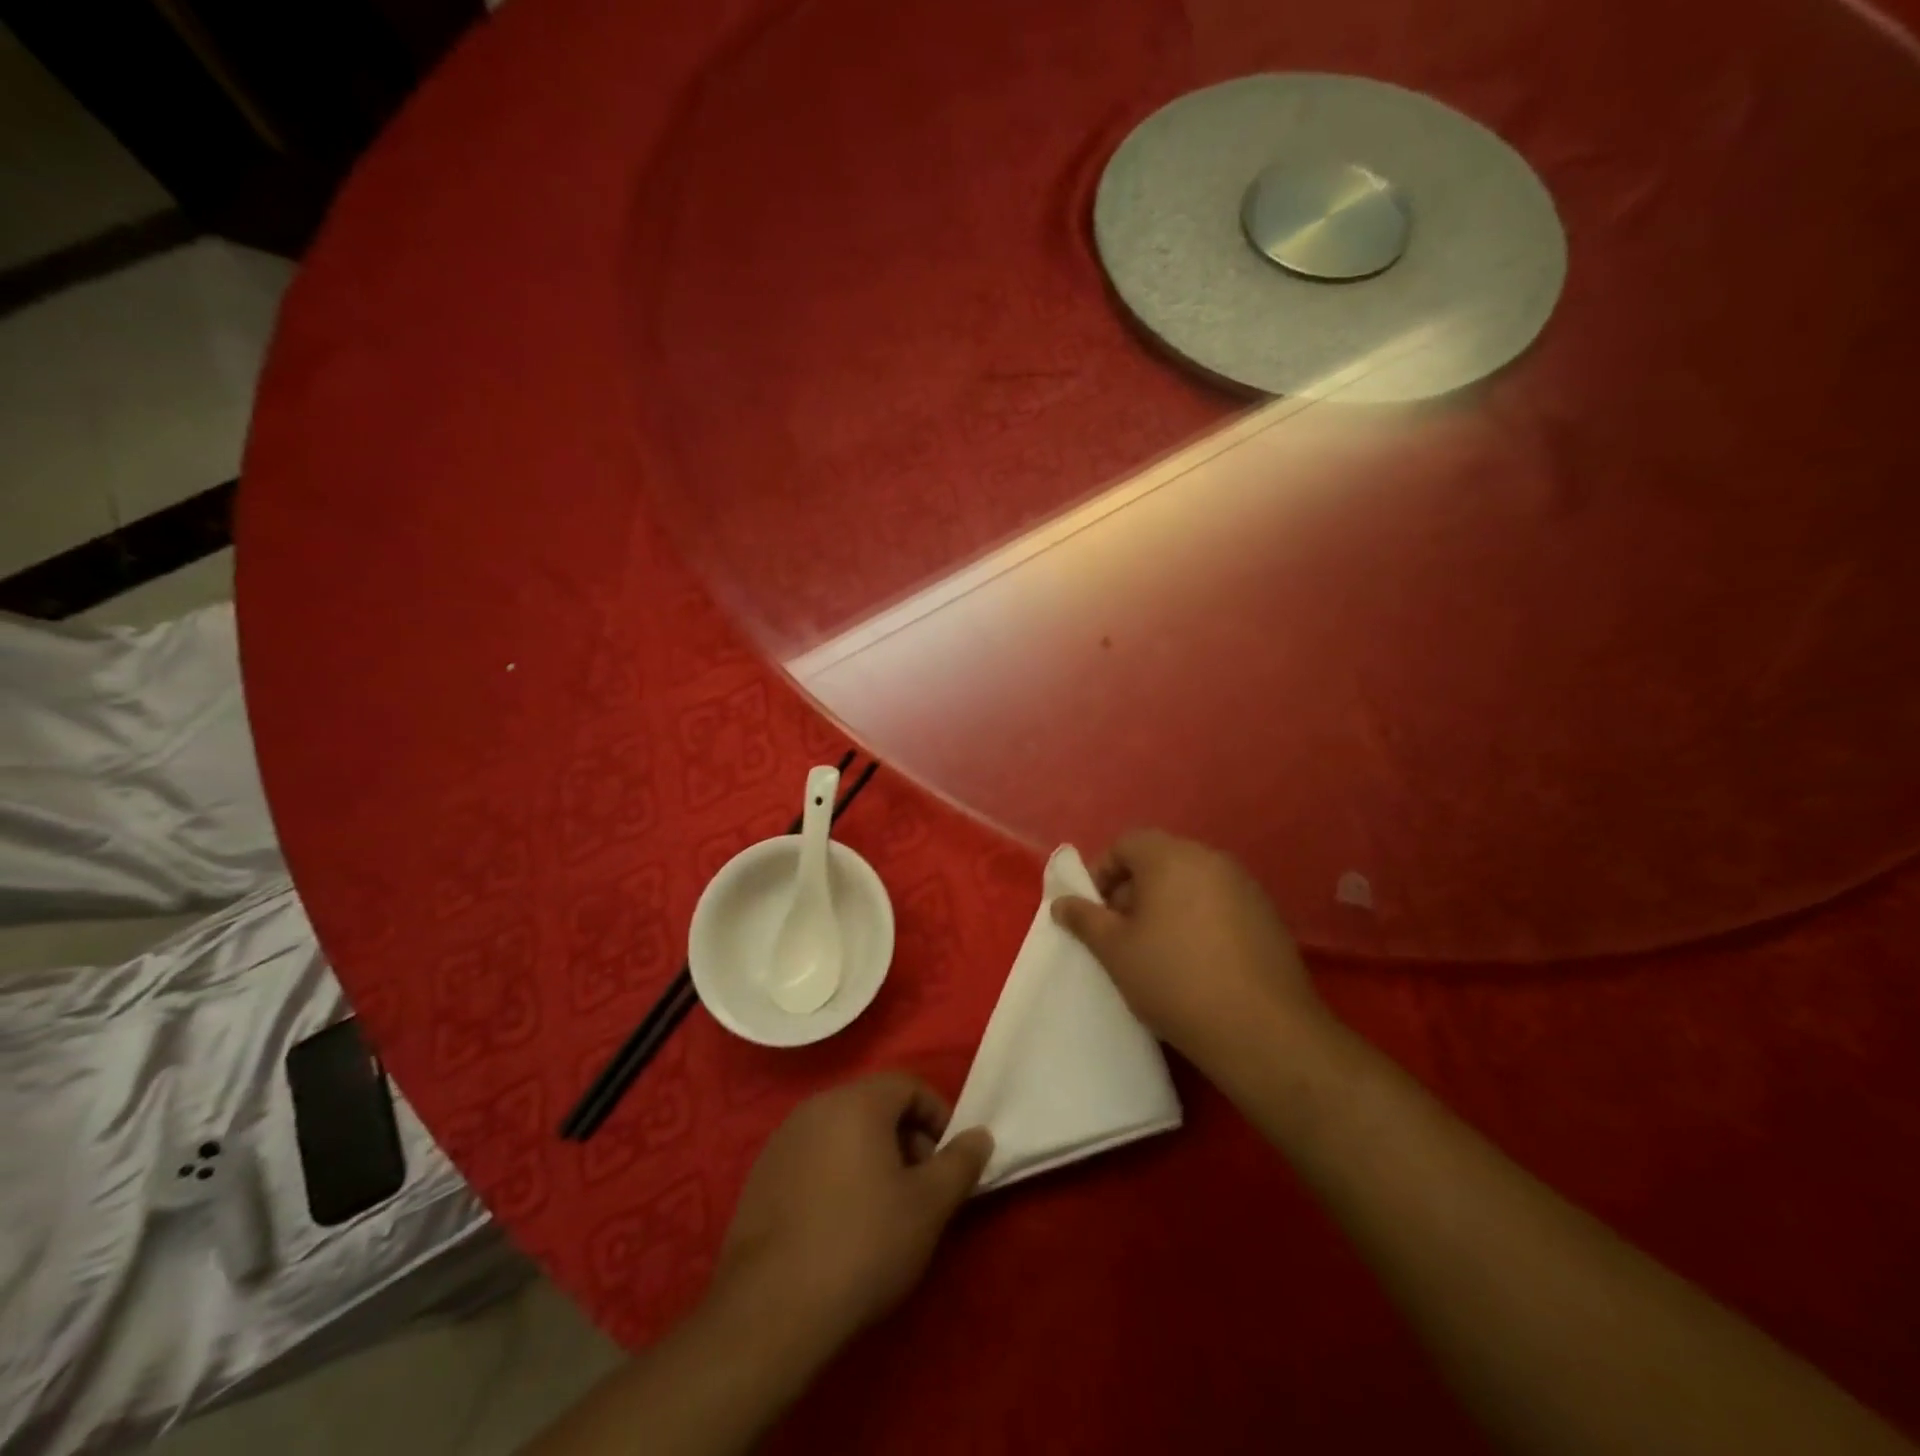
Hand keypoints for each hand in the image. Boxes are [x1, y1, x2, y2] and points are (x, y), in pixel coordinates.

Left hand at [712, 1073, 992, 1356]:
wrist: (771, 1309)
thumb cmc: (863, 1244)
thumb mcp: (929, 1206)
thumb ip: (960, 1162)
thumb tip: (980, 1134)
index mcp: (857, 1101)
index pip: (908, 1085)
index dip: (938, 1117)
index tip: (948, 1162)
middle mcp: (817, 1106)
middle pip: (874, 1105)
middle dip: (906, 1138)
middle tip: (920, 1189)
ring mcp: (783, 1139)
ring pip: (842, 1132)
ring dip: (871, 1157)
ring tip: (883, 1210)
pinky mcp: (761, 1175)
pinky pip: (813, 1157)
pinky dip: (836, 1175)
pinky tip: (840, 1225)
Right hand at [1052, 830, 1327, 1077]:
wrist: (1262, 1030)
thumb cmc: (1174, 980)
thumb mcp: (1115, 951)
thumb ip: (1084, 919)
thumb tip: (1061, 902)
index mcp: (1172, 857)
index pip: (1127, 843)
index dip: (1103, 873)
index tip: (1095, 912)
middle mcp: (1211, 860)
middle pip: (1160, 860)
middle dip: (1133, 890)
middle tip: (1120, 933)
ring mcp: (1246, 887)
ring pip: (1191, 882)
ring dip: (1166, 905)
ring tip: (1156, 951)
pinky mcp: (1267, 916)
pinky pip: (1219, 904)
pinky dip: (1198, 920)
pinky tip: (1196, 962)